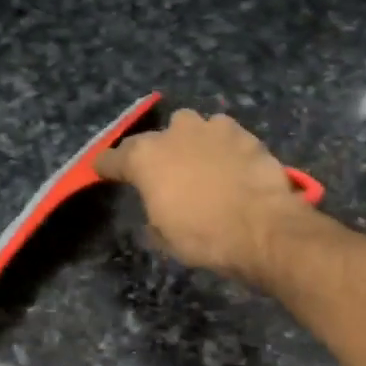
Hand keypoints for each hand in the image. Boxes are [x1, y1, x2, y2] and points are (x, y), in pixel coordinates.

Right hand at [94, 111, 316, 281]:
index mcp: (145, 157)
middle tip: (167, 176)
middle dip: (159, 152)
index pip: (113, 158)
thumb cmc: (204, 237)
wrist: (263, 228)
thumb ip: (153, 214)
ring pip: (194, 128)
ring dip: (194, 143)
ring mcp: (212, 128)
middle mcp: (174, 133)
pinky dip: (224, 148)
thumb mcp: (165, 237)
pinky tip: (232, 166)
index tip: (102, 171)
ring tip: (204, 167)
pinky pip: (226, 136)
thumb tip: (157, 211)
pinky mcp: (245, 134)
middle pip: (157, 138)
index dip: (106, 167)